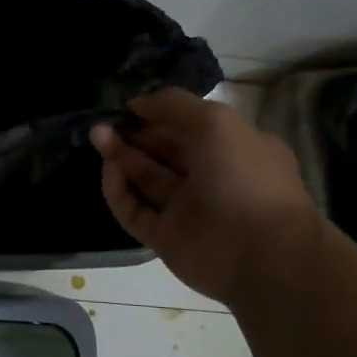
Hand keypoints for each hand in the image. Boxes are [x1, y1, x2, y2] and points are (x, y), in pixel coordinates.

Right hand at [91, 88, 320, 303]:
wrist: (260, 254)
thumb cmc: (243, 177)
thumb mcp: (215, 121)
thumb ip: (173, 105)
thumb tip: (136, 103)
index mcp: (233, 149)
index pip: (189, 127)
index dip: (159, 115)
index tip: (129, 106)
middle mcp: (210, 178)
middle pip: (163, 152)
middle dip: (134, 134)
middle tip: (103, 121)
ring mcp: (186, 211)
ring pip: (146, 178)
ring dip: (120, 156)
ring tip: (96, 136)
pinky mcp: (164, 238)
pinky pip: (135, 210)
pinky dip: (119, 190)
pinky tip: (108, 170)